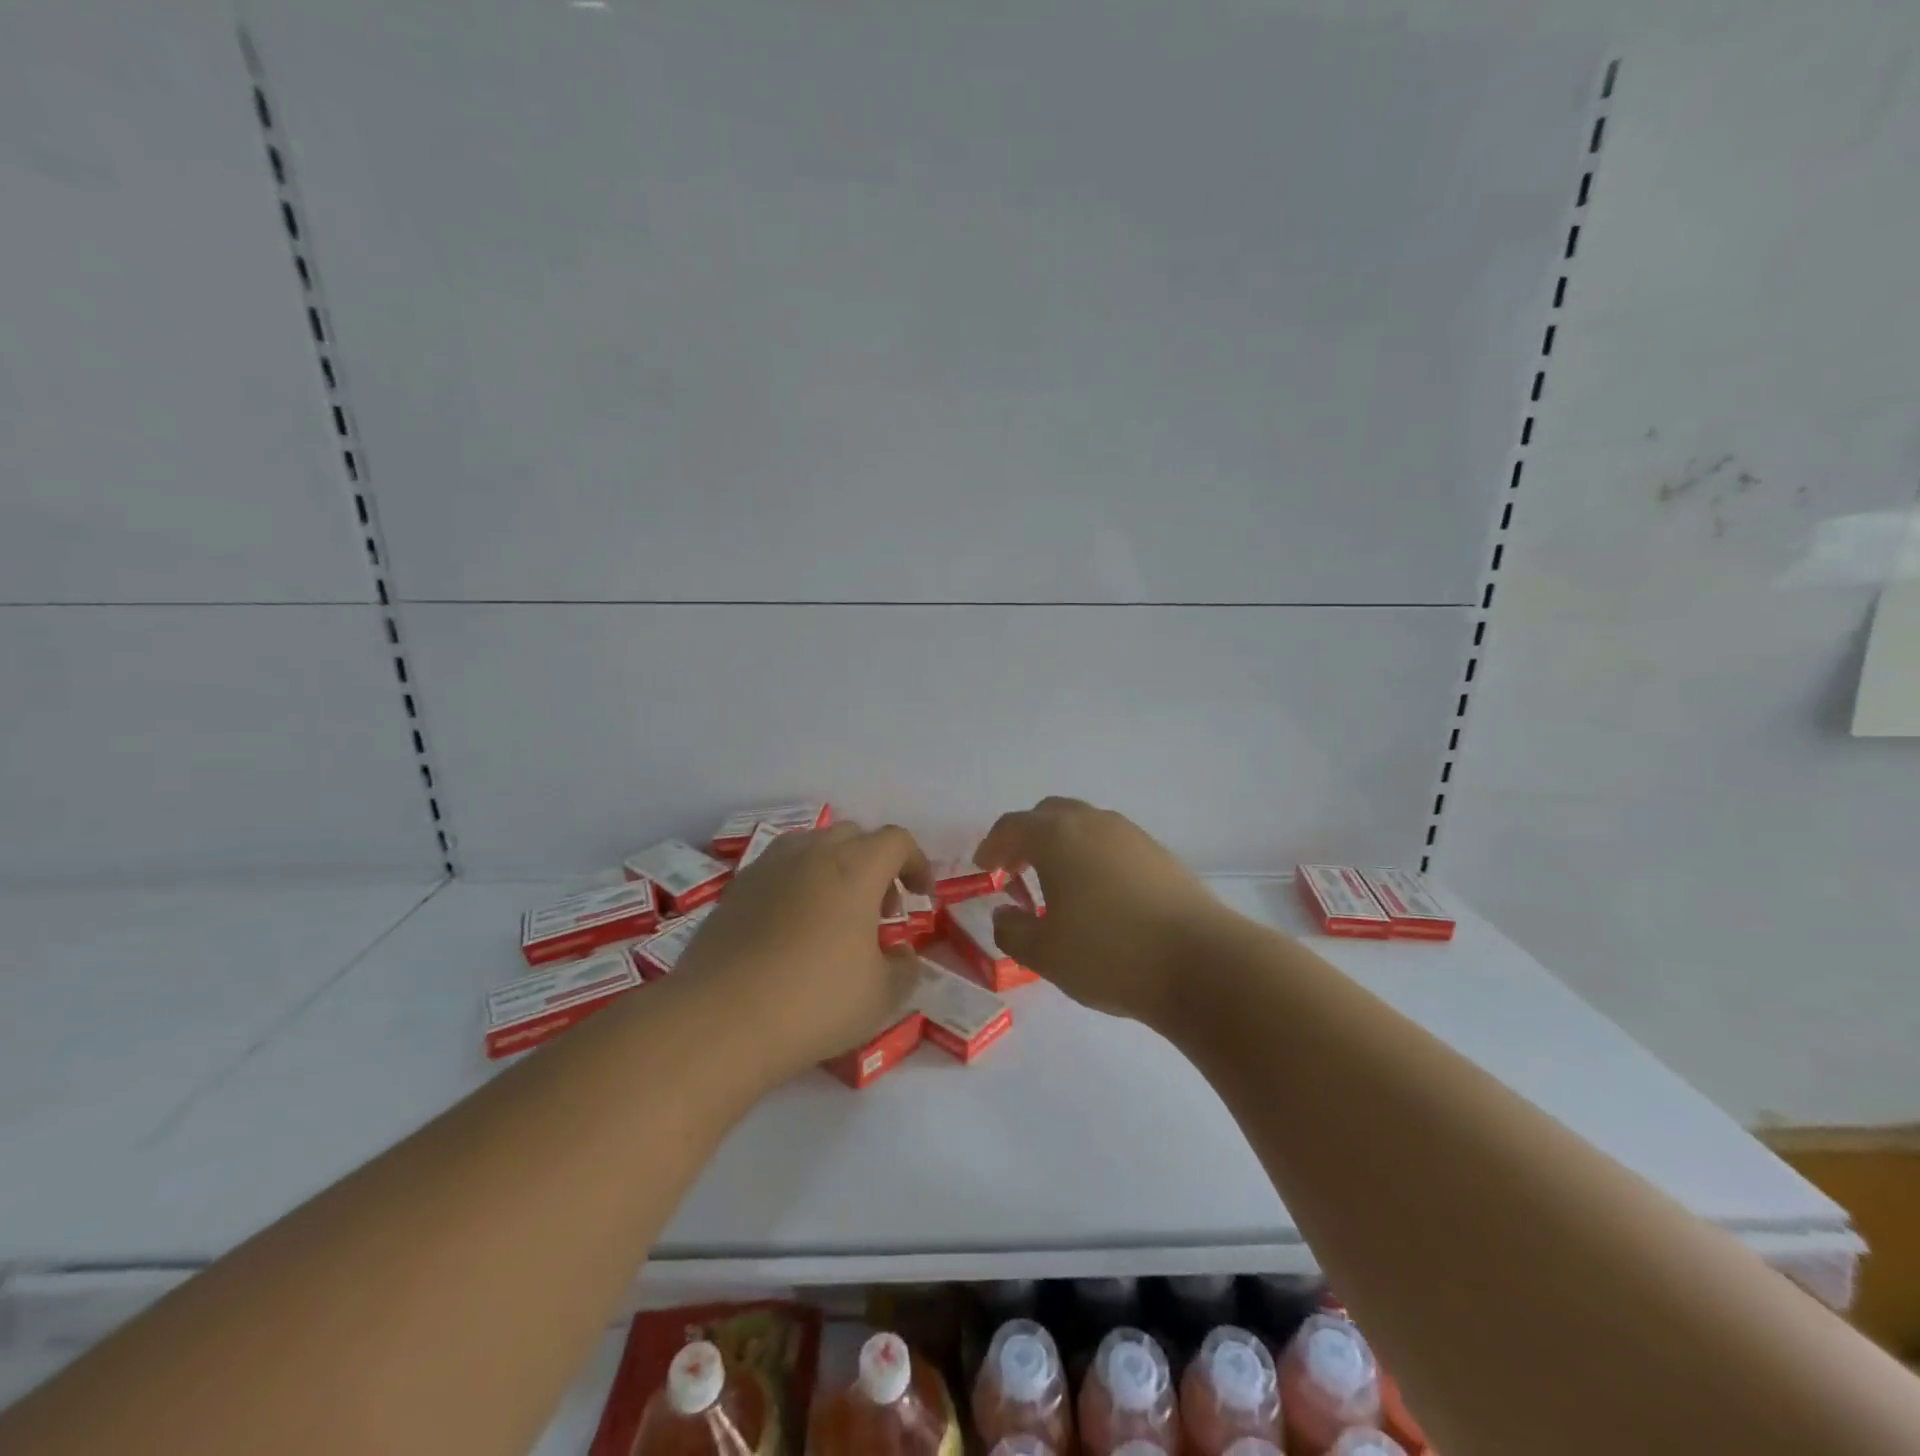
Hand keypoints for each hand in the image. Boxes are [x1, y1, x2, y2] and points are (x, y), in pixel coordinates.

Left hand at [673, 822, 930, 1079]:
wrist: (719, 1020)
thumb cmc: (814, 1002)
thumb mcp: (880, 997)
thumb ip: (904, 970)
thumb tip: (904, 956)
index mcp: (855, 869)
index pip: (896, 841)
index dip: (917, 863)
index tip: (922, 897)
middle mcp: (811, 854)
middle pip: (853, 835)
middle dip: (876, 865)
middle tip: (881, 910)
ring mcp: (767, 868)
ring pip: (812, 847)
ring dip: (835, 869)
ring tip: (835, 915)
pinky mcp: (734, 890)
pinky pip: (778, 870)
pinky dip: (797, 885)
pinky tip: (792, 930)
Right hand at [975, 797, 1226, 1026]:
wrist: (1201, 963)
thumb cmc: (1109, 954)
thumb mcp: (1044, 953)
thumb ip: (1012, 930)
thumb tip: (1006, 914)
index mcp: (1057, 836)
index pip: (1012, 827)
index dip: (992, 845)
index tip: (985, 868)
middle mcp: (1094, 823)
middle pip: (1050, 814)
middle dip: (1028, 837)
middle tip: (1017, 869)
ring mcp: (1132, 835)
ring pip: (1085, 826)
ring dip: (1063, 846)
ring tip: (1058, 884)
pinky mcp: (1161, 854)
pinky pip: (1113, 844)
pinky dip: (1094, 857)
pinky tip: (1099, 895)